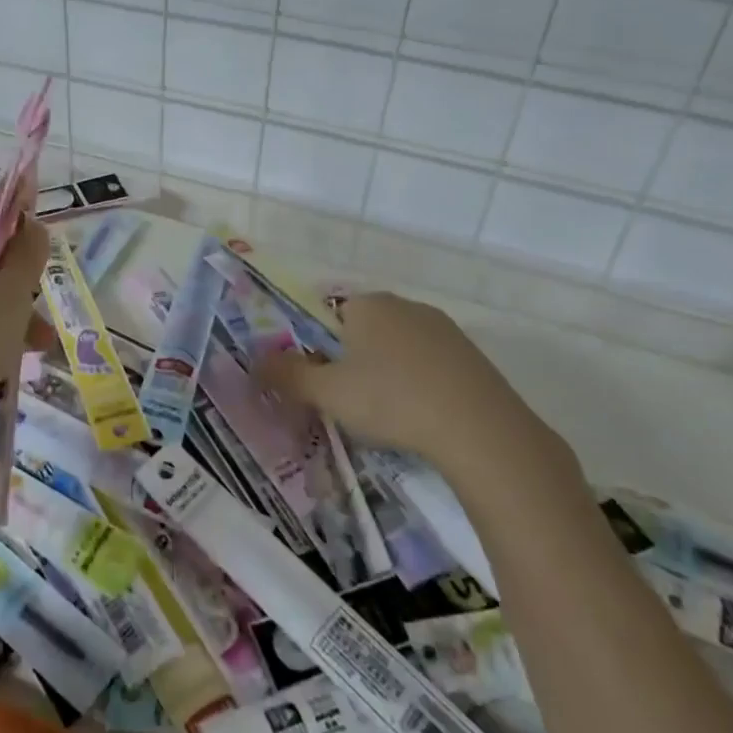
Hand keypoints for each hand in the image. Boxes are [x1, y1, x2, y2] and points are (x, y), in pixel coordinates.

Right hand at [256, 292, 580, 509]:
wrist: (479, 429)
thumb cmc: (391, 400)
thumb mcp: (328, 393)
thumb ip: (288, 376)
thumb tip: (252, 363)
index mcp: (368, 304)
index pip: (333, 315)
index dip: (325, 349)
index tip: (327, 383)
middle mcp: (405, 305)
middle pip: (367, 330)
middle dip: (356, 361)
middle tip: (353, 402)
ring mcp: (444, 328)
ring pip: (401, 348)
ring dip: (390, 373)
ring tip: (390, 416)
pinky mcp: (473, 356)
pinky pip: (433, 365)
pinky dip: (423, 385)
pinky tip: (425, 417)